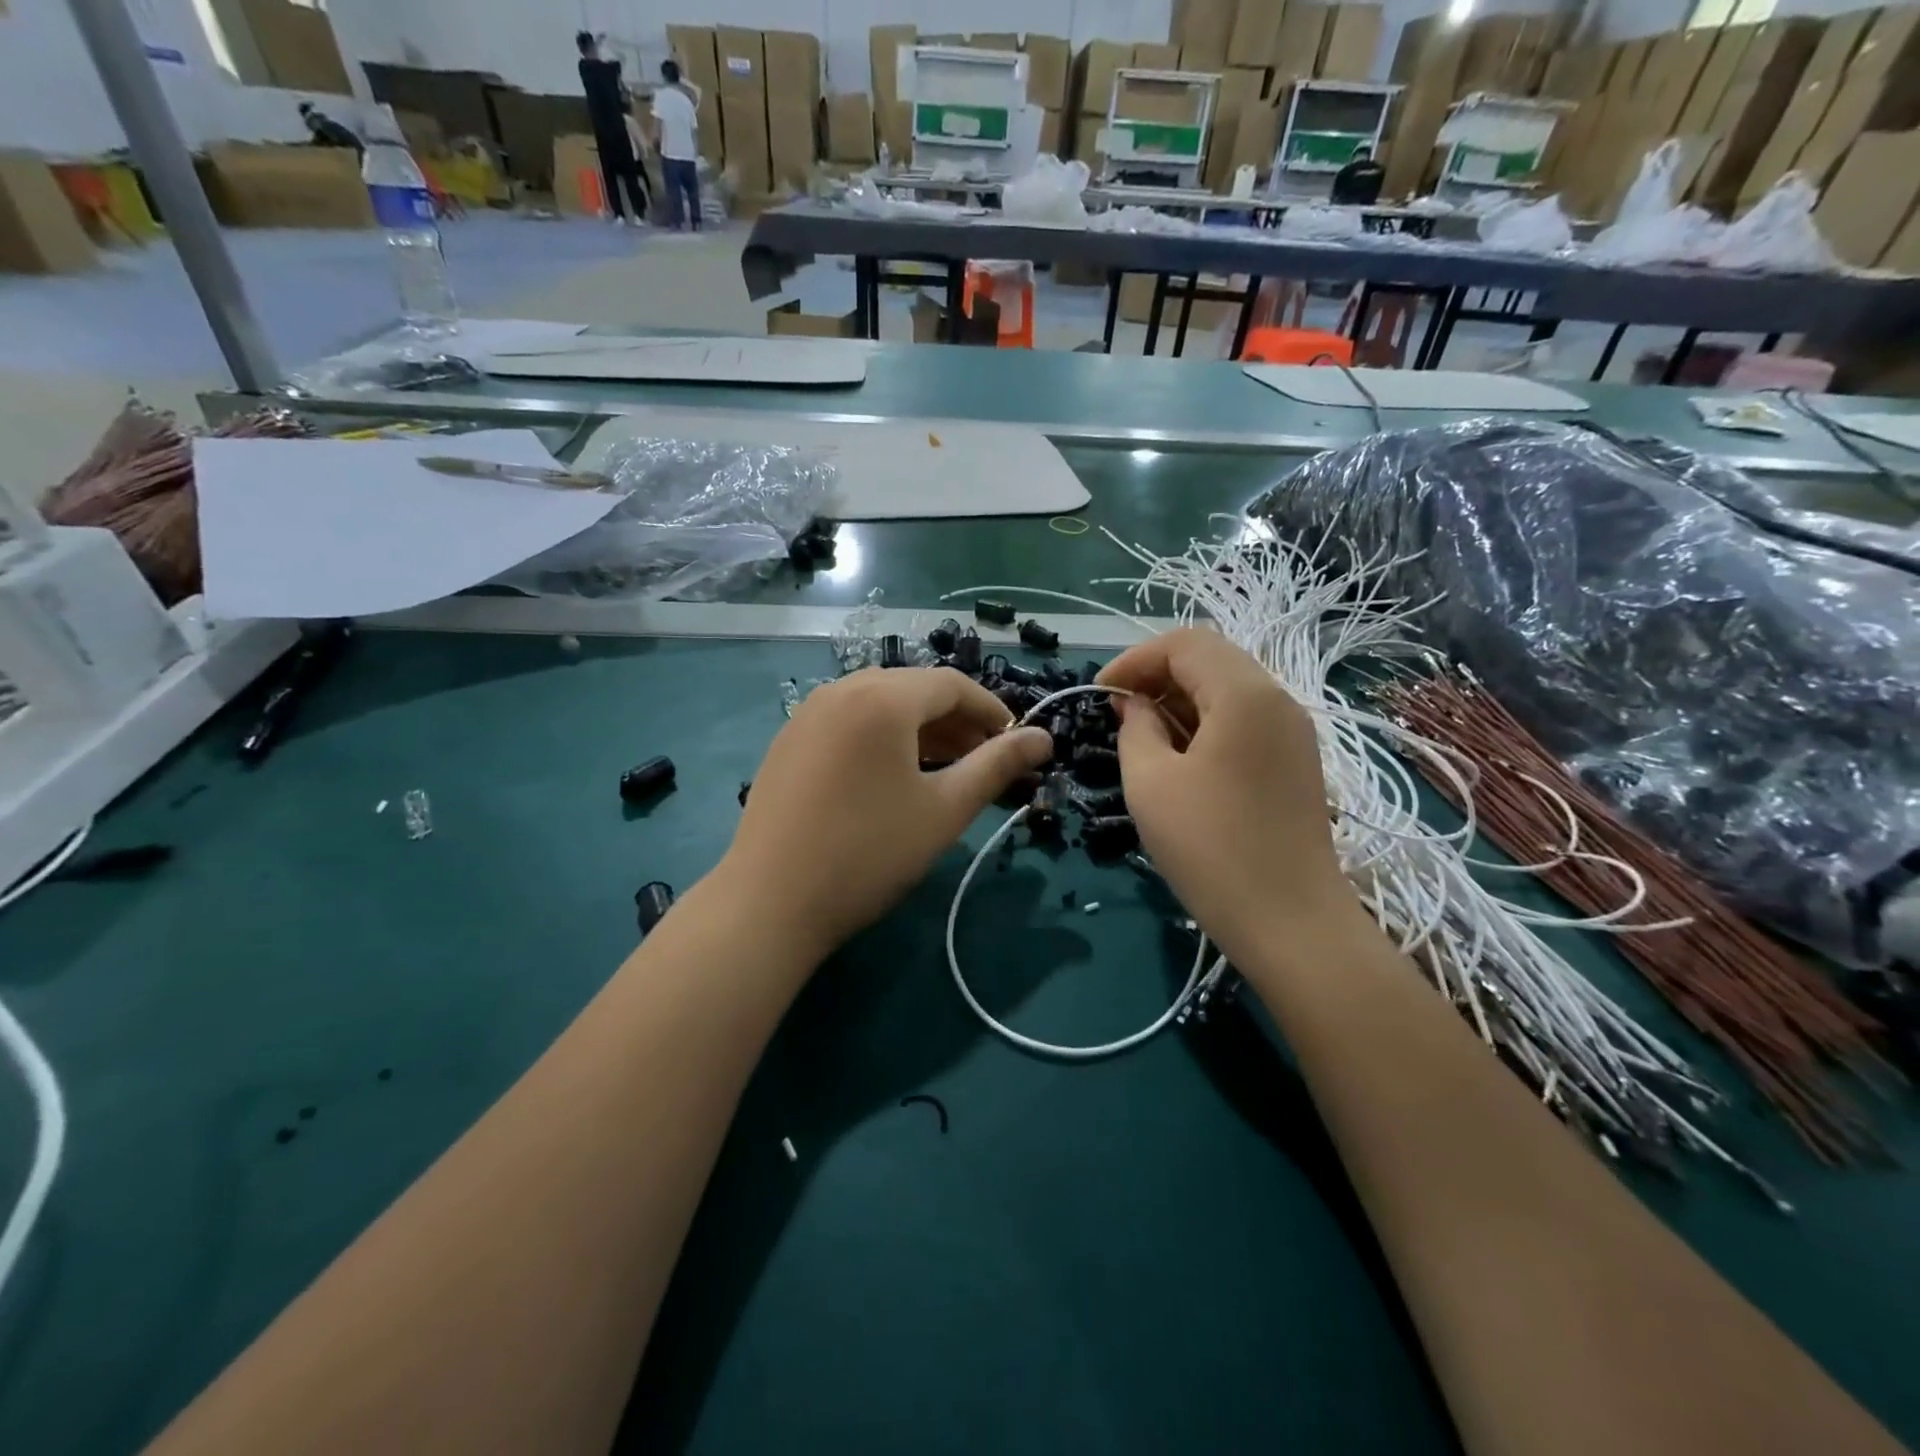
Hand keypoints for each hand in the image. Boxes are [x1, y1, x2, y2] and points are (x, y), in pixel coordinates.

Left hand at [719, 668, 1051, 962]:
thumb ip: (998, 765)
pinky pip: (849, 723)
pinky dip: (882, 738)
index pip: (951, 684)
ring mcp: (807, 715)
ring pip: (879, 705)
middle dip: (957, 720)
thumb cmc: (869, 853)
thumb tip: (1044, 737)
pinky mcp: (787, 742)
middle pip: (913, 690)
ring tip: (947, 770)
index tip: (1016, 743)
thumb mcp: (944, 810)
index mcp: (881, 698)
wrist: (769, 903)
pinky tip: (893, 777)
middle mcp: (840, 690)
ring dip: (920, 730)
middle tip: (985, 760)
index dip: (991, 710)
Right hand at [1099, 629, 1350, 963]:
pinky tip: (1181, 756)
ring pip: (1229, 688)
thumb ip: (1135, 728)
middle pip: (1212, 658)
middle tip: (1118, 711)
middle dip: (1158, 674)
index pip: (1185, 643)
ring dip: (1181, 698)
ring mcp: (1294, 731)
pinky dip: (1207, 721)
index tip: (1101, 694)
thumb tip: (1134, 704)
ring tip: (1143, 734)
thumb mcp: (1151, 782)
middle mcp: (1278, 699)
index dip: (1135, 660)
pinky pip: (1245, 719)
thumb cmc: (1210, 848)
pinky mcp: (1297, 760)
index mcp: (1245, 694)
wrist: (1289, 921)